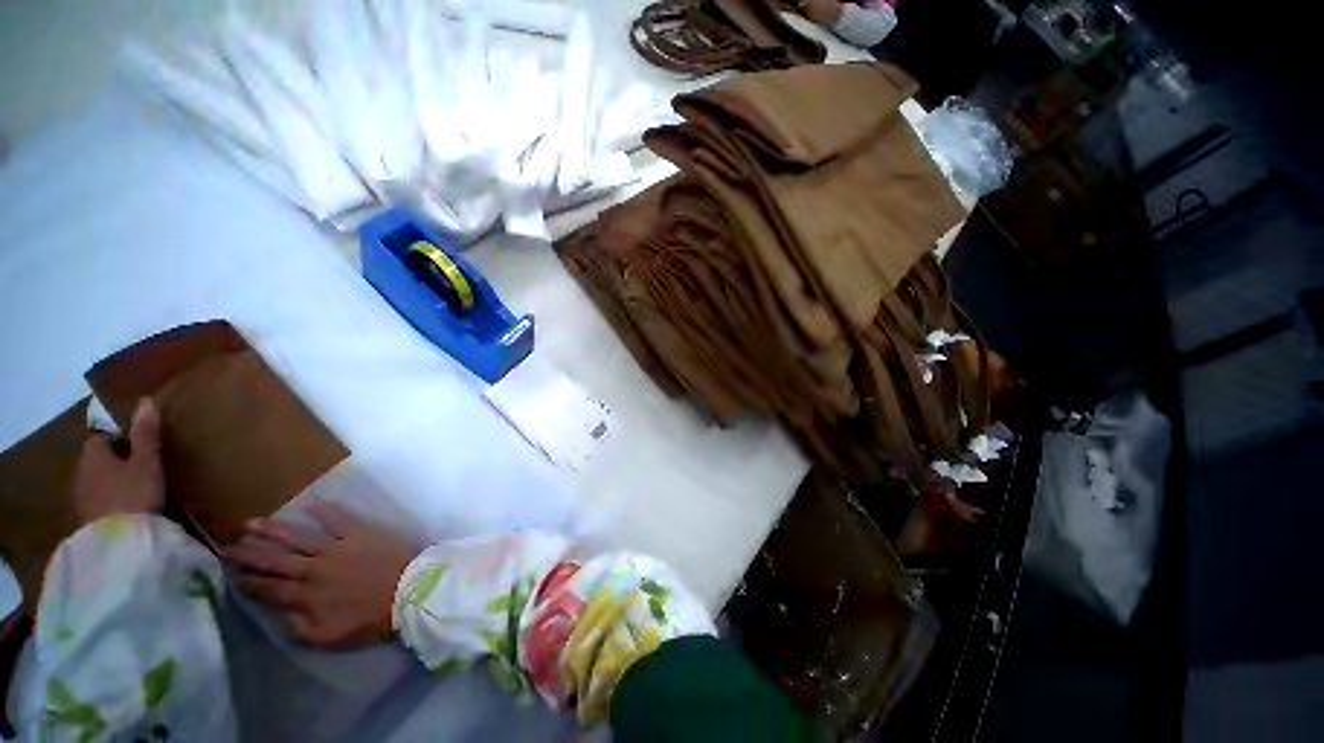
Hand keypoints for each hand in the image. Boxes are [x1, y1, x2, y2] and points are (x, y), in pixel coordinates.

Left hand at [72, 399, 165, 524]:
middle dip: (113, 460)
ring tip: (134, 487)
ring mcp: (81, 497)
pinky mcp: (86, 518)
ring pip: (96, 481)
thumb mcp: (147, 462)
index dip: (117, 438)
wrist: (118, 542)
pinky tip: (125, 507)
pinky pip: (98, 500)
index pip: (100, 438)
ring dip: (110, 481)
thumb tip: (145, 399)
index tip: (137, 444)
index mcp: (93, 454)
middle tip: (139, 465)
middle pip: (96, 460)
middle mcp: (81, 471)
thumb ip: (145, 433)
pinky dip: (109, 499)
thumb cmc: (134, 494)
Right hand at [223, 503, 418, 647]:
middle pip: (274, 560)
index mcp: (305, 596)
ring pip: (297, 537)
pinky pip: (338, 519)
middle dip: (248, 554)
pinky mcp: (359, 533)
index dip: (246, 581)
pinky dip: (324, 511)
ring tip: (252, 523)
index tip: (228, 574)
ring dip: (273, 530)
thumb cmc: (371, 618)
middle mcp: (314, 569)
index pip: (267, 588)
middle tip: (227, 546)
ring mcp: (336, 548)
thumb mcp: (328, 637)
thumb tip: (275, 614)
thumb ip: (297, 627)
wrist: (411, 590)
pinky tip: (309, 503)